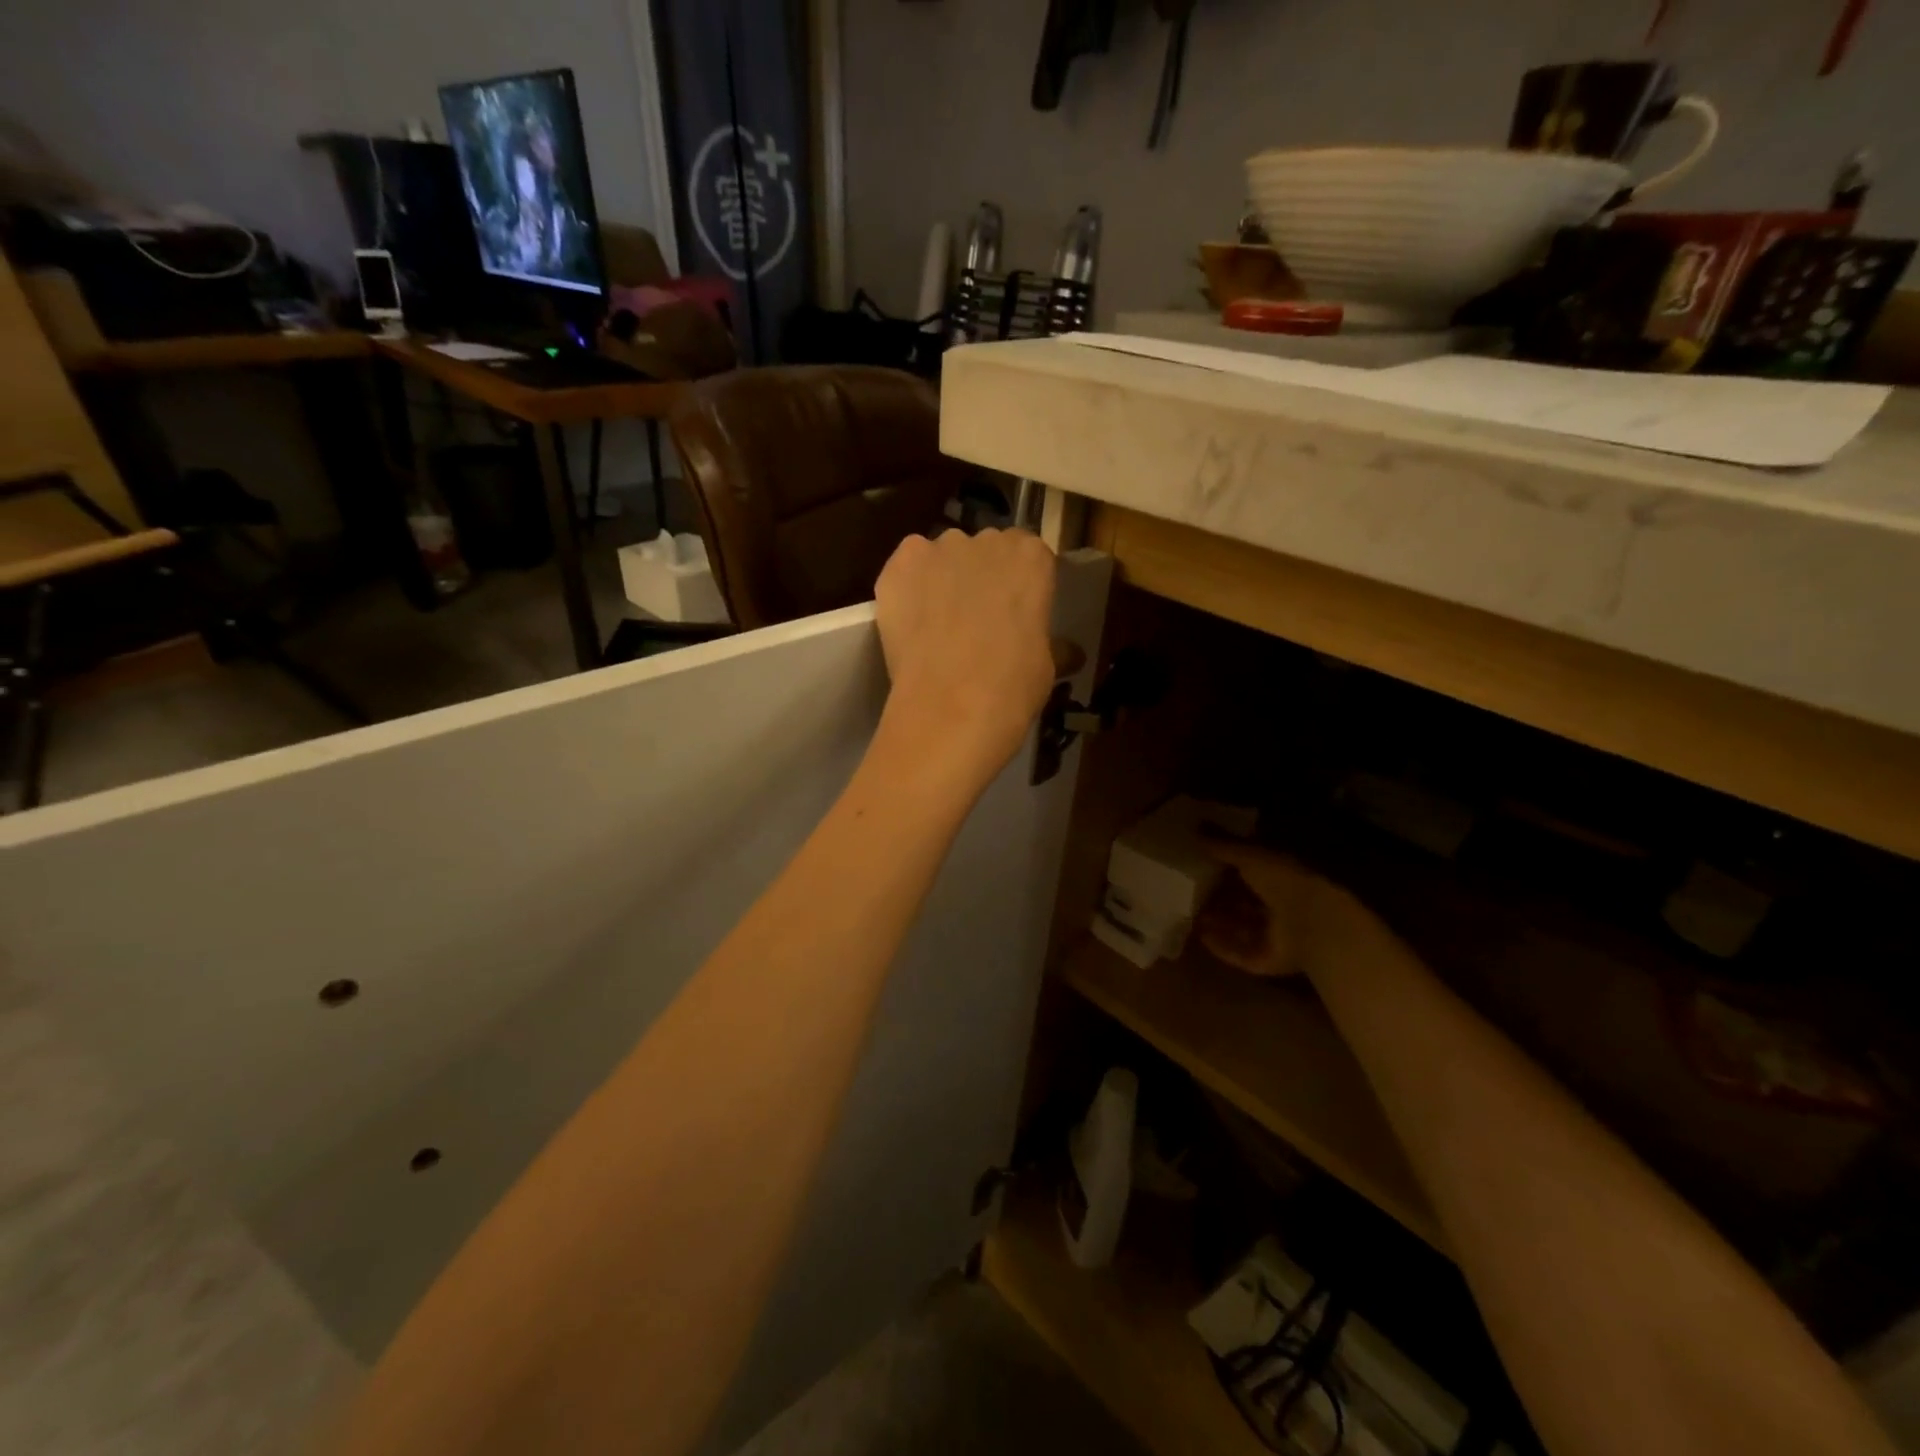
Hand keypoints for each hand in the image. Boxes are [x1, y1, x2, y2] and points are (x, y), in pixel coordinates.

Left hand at [873, 528, 1056, 788]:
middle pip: (983, 551)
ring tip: (936, 626)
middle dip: (979, 577)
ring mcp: (938, 549)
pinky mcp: (898, 567)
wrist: (949, 709)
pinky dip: (907, 589)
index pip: (1027, 555)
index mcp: (1031, 557)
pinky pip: (905, 570)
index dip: (1017, 583)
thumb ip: (1051, 643)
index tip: (1012, 609)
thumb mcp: (1046, 665)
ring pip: (941, 558)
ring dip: (941, 581)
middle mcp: (986, 541)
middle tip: (975, 620)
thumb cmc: (1011, 688)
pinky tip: (910, 623)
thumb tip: (1070, 651)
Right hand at [1198, 839, 1350, 979]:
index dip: (1224, 869)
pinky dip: (1220, 946)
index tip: (1198, 863)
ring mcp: (1274, 937)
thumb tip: (1194, 827)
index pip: (1249, 872)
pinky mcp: (1266, 960)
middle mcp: (1279, 907)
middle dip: (1217, 898)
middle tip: (1187, 891)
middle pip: (1243, 902)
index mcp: (1281, 878)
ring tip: (1188, 914)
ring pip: (1240, 928)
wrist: (1313, 927)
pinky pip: (1239, 953)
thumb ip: (1223, 846)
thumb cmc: (1284, 882)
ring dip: (1216, 922)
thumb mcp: (1250, 856)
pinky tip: (1200, 937)